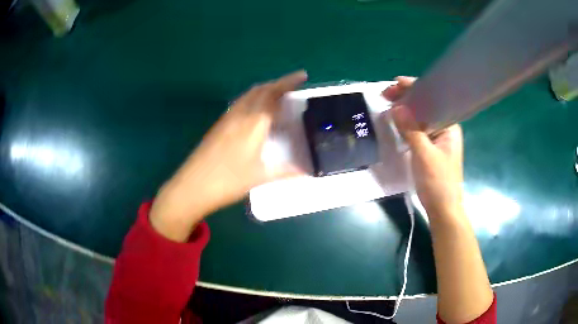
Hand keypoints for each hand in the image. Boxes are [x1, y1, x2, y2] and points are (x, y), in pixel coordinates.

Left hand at [150, 71, 307, 240]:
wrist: (193, 185)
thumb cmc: (227, 181)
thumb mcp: (259, 177)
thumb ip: (285, 172)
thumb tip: (307, 173)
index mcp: (253, 123)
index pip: (273, 95)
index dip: (288, 82)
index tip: (302, 76)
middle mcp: (240, 114)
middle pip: (260, 90)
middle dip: (278, 83)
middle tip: (293, 85)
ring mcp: (227, 118)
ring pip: (248, 94)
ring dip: (265, 89)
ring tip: (278, 94)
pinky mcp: (219, 125)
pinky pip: (240, 103)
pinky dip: (253, 98)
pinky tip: (256, 110)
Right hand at [383, 77, 463, 219]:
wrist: (443, 210)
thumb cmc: (438, 182)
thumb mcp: (424, 155)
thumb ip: (411, 130)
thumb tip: (396, 107)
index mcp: (449, 125)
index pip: (433, 98)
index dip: (413, 88)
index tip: (394, 84)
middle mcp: (445, 128)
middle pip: (426, 105)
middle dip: (406, 98)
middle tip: (385, 95)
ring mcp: (438, 138)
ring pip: (420, 117)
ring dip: (405, 110)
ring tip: (388, 104)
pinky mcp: (430, 148)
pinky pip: (417, 130)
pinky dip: (406, 124)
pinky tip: (396, 122)